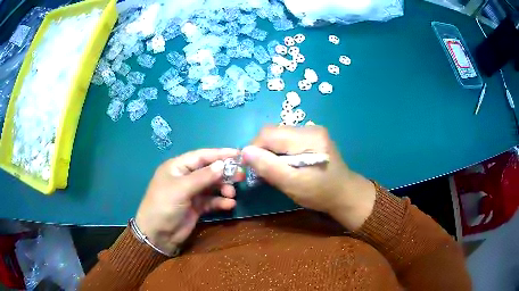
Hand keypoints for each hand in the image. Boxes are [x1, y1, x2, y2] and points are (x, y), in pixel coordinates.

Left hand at [135, 148, 238, 254]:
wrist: (157, 235)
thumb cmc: (164, 206)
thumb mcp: (181, 189)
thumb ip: (203, 177)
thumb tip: (222, 164)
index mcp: (177, 167)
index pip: (201, 156)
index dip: (219, 154)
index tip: (238, 154)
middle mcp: (185, 177)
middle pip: (209, 171)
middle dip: (224, 173)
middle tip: (241, 176)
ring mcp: (191, 193)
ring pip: (212, 186)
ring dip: (223, 188)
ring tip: (232, 194)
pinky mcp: (196, 207)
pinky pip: (212, 201)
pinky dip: (221, 202)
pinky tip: (229, 205)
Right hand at [242, 126, 375, 230]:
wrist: (346, 194)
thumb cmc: (321, 193)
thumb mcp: (293, 184)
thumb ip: (269, 167)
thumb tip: (244, 151)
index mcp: (308, 138)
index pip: (268, 134)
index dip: (253, 148)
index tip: (251, 168)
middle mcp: (310, 128)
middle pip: (273, 132)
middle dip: (262, 150)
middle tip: (262, 171)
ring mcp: (312, 131)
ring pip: (278, 135)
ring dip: (270, 151)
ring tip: (274, 169)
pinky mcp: (312, 137)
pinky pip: (287, 140)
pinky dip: (279, 151)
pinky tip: (285, 165)